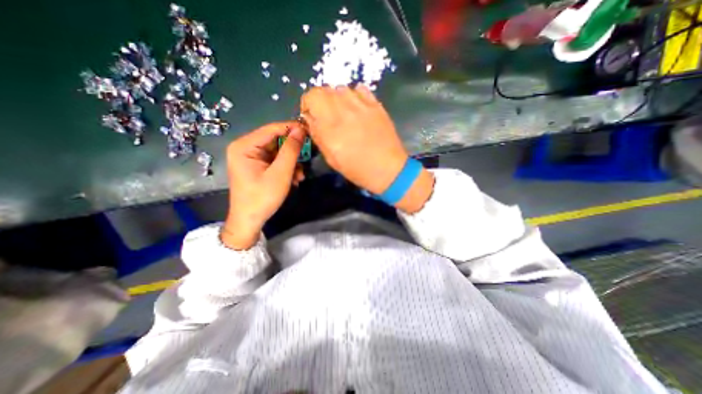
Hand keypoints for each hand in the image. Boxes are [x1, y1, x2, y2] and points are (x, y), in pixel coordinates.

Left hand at [222, 122, 304, 249]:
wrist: (249, 221)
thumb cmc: (262, 197)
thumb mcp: (280, 173)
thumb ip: (291, 150)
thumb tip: (301, 129)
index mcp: (244, 146)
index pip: (272, 129)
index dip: (291, 128)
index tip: (310, 131)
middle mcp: (245, 148)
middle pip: (275, 141)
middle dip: (292, 152)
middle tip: (307, 157)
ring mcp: (251, 158)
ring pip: (278, 153)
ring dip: (291, 163)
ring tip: (300, 176)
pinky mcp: (257, 167)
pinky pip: (275, 162)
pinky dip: (286, 169)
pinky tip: (294, 179)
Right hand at [298, 85, 431, 212]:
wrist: (387, 169)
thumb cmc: (357, 169)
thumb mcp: (331, 158)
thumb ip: (318, 135)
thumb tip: (310, 119)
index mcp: (330, 126)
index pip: (311, 97)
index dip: (308, 105)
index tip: (312, 117)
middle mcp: (344, 110)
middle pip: (324, 89)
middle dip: (320, 102)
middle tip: (327, 117)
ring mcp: (362, 105)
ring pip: (341, 88)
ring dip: (337, 99)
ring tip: (343, 114)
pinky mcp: (376, 104)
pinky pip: (359, 89)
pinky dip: (354, 96)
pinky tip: (357, 109)